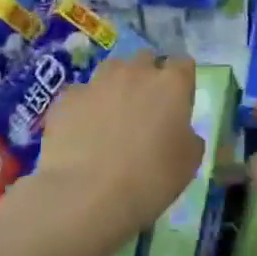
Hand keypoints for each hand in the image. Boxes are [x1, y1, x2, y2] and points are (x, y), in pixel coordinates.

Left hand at [36, 54, 201, 235]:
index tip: (178, 104)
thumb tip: (179, 131)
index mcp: (172, 84)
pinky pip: (82, 94)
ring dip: (116, 85)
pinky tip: (83, 132)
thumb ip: (188, 136)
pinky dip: (86, 107)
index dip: (181, 82)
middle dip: (148, 77)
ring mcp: (97, 82)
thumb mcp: (189, 162)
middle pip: (146, 60)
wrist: (88, 194)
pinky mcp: (67, 98)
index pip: (183, 64)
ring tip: (112, 116)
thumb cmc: (151, 179)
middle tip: (146, 109)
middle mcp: (135, 72)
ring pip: (111, 70)